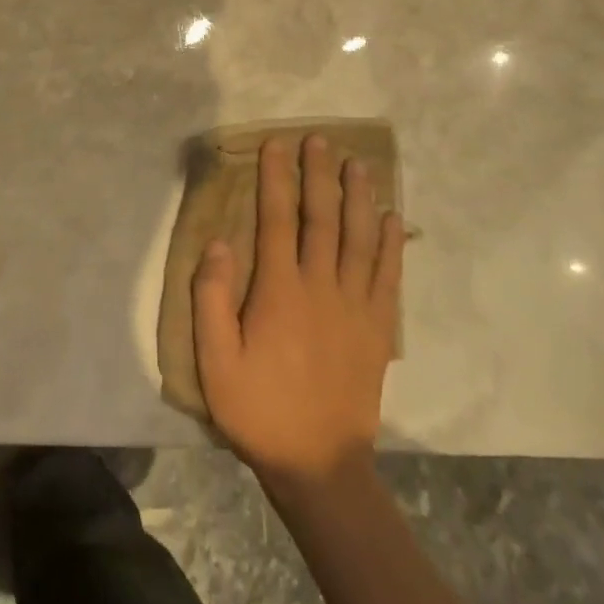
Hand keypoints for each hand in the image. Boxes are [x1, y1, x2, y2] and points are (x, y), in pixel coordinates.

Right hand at [192, 133, 404, 488]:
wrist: (319, 465)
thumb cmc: (258, 409)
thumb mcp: (214, 360)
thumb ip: (211, 298)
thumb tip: (219, 241)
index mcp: (279, 291)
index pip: (276, 220)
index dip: (275, 178)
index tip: (276, 145)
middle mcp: (320, 287)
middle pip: (321, 218)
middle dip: (318, 175)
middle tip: (320, 139)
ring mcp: (355, 306)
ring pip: (359, 239)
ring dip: (358, 197)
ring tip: (359, 163)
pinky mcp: (379, 329)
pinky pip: (388, 277)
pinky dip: (390, 245)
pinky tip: (392, 219)